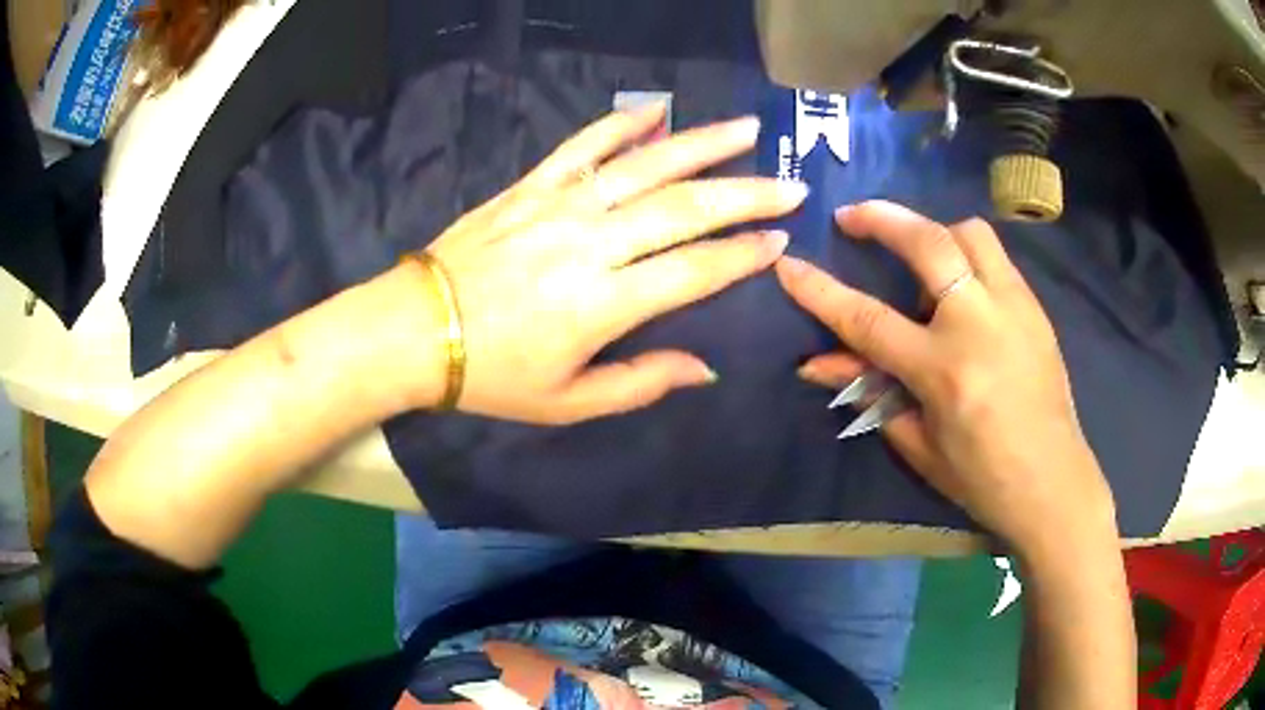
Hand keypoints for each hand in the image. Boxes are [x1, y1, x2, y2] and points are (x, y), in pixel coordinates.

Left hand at [411, 104, 807, 423]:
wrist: (415, 330)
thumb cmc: (492, 375)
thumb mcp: (567, 402)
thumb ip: (640, 383)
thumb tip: (705, 367)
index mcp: (604, 304)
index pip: (694, 270)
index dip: (742, 256)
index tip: (779, 241)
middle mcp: (591, 243)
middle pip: (684, 208)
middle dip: (746, 194)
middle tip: (789, 185)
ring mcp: (559, 205)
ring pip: (644, 165)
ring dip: (701, 144)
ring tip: (746, 129)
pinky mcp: (530, 186)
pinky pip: (581, 145)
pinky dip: (619, 123)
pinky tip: (654, 109)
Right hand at [776, 201, 1117, 556]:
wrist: (1053, 482)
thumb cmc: (981, 477)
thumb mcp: (919, 444)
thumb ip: (873, 394)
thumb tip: (821, 364)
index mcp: (943, 371)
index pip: (867, 320)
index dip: (820, 291)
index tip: (789, 264)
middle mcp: (979, 324)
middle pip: (927, 243)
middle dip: (882, 218)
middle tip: (853, 216)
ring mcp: (1013, 308)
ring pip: (969, 233)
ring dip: (934, 230)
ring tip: (918, 249)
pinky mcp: (1035, 308)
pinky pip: (995, 258)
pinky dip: (967, 255)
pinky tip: (960, 282)